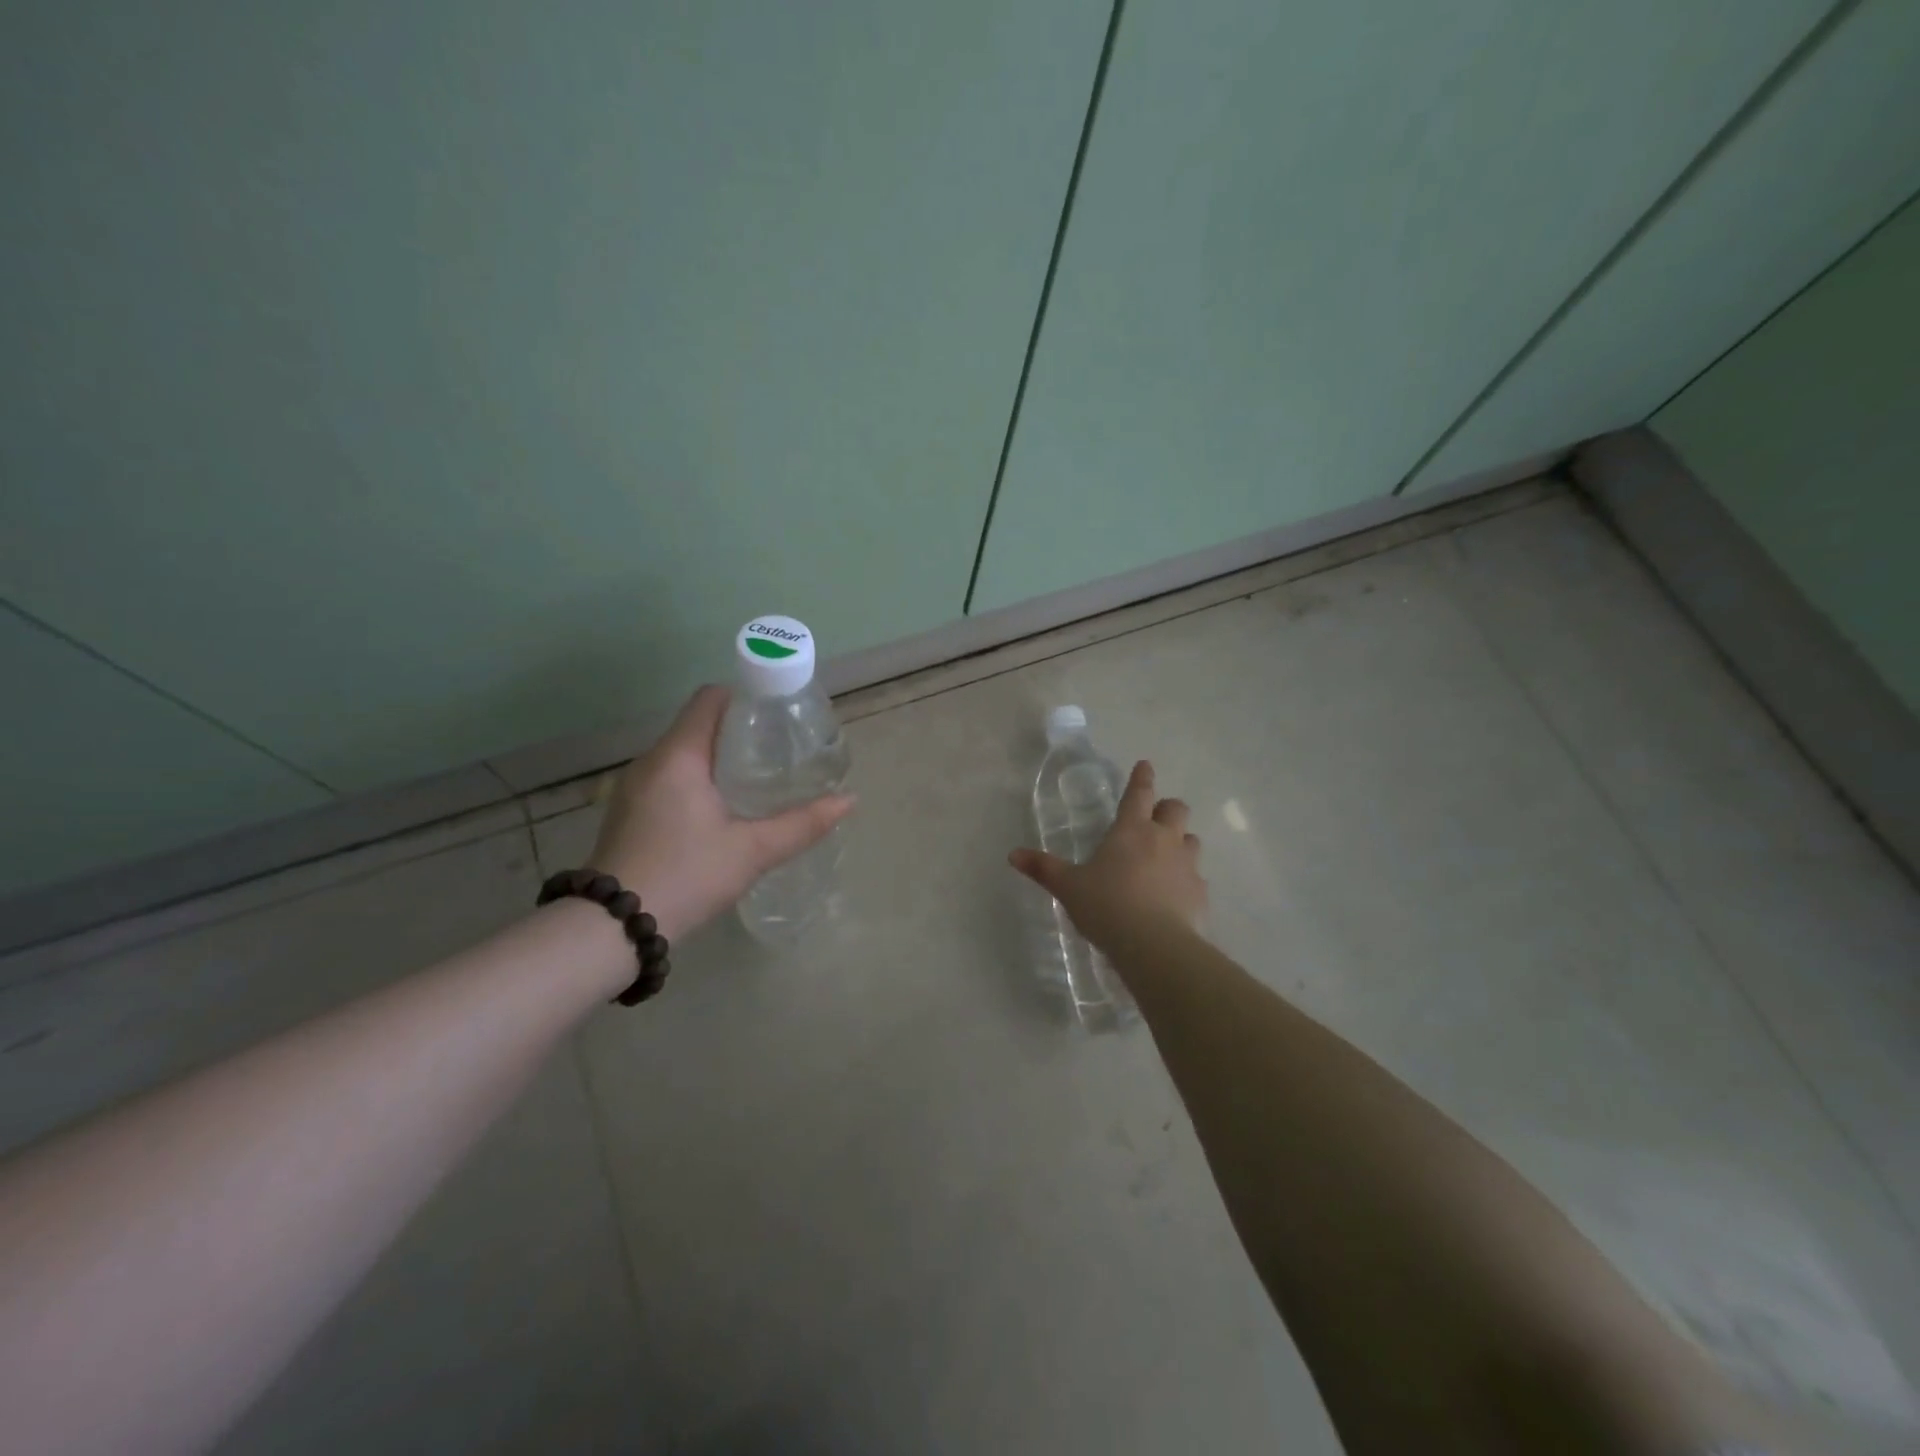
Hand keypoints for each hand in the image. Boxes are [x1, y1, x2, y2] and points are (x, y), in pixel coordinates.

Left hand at [590, 686, 853, 939]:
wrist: (613, 930)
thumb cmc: (686, 876)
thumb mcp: (752, 851)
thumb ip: (802, 824)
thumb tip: (849, 800)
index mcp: (678, 756)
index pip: (711, 699)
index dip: (747, 698)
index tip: (779, 717)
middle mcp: (651, 761)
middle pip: (699, 725)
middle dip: (740, 732)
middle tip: (780, 752)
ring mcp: (634, 788)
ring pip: (684, 754)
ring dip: (719, 759)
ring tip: (758, 780)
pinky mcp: (629, 812)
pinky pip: (670, 778)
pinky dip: (699, 780)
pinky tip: (723, 811)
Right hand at [1008, 760, 1206, 949]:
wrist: (1155, 945)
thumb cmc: (1107, 906)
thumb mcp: (1069, 887)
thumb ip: (1043, 868)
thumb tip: (1013, 854)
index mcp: (1131, 830)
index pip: (1139, 793)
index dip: (1141, 777)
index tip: (1145, 765)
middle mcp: (1164, 839)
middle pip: (1176, 809)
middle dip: (1166, 809)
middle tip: (1154, 819)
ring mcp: (1187, 865)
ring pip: (1191, 840)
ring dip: (1180, 842)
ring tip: (1166, 857)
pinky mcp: (1200, 893)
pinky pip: (1197, 877)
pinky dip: (1187, 880)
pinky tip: (1175, 896)